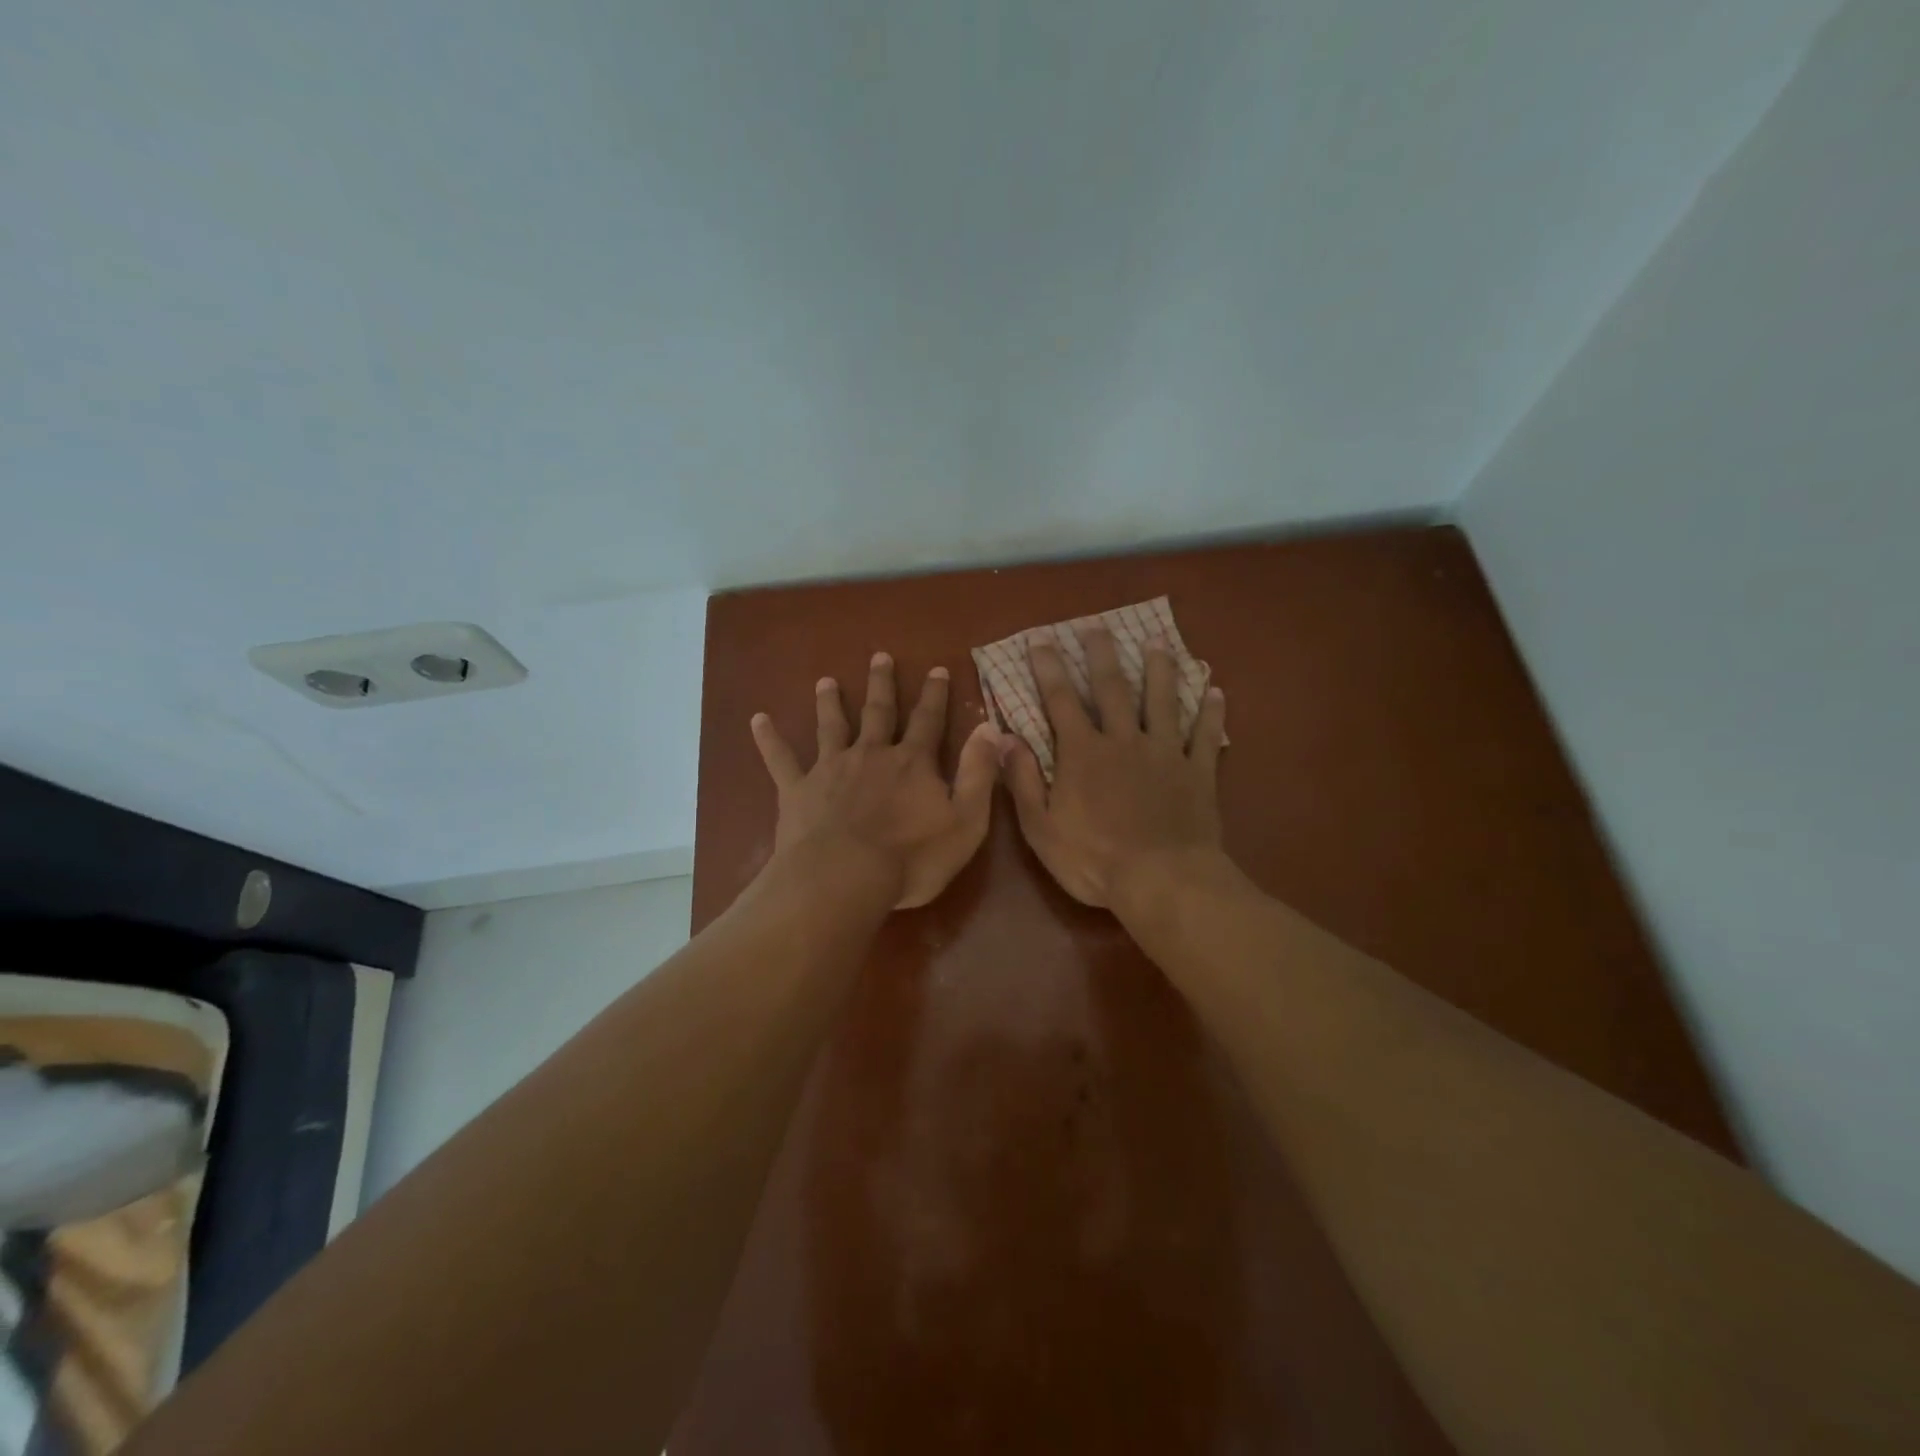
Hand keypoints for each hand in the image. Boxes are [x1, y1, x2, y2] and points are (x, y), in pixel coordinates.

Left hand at [752, 652, 1000, 909]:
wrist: (844, 878)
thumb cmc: (911, 858)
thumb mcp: (965, 821)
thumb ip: (978, 773)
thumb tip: (991, 727)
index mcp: (911, 763)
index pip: (928, 721)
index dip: (934, 695)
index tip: (936, 669)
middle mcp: (871, 755)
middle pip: (878, 713)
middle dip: (881, 684)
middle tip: (879, 656)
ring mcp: (831, 769)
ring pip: (831, 727)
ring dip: (829, 702)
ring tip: (825, 681)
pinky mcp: (798, 790)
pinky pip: (780, 760)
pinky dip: (769, 739)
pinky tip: (757, 719)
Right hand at [1003, 625, 1227, 911]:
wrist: (1162, 881)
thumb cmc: (1093, 860)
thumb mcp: (1041, 828)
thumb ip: (1023, 780)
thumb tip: (1004, 738)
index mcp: (1083, 753)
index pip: (1061, 701)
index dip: (1049, 669)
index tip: (1042, 639)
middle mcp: (1124, 741)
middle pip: (1113, 689)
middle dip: (1101, 656)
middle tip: (1097, 627)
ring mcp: (1165, 754)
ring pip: (1163, 702)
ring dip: (1160, 671)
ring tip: (1158, 644)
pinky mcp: (1197, 772)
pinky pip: (1206, 736)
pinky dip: (1211, 712)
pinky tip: (1215, 690)